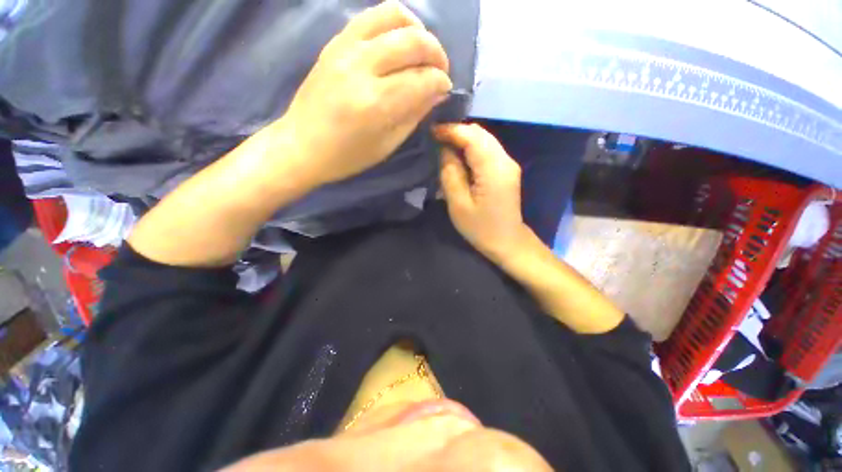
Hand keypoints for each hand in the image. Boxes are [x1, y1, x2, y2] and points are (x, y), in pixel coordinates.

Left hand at [274, 0, 452, 187]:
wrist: (302, 145)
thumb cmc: (348, 156)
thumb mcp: (387, 145)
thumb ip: (414, 115)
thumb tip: (438, 92)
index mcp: (376, 104)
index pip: (422, 80)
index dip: (441, 82)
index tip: (445, 89)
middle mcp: (362, 68)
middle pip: (413, 42)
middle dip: (437, 54)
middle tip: (440, 71)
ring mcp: (345, 49)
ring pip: (394, 16)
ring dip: (418, 31)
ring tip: (422, 52)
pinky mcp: (335, 42)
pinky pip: (371, 16)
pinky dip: (394, 23)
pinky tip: (399, 42)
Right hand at [436, 124, 531, 262]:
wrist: (507, 241)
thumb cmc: (480, 228)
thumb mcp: (458, 204)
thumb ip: (450, 173)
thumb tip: (445, 150)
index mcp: (493, 169)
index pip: (472, 137)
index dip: (451, 130)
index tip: (431, 131)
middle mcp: (505, 160)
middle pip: (480, 134)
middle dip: (457, 132)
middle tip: (436, 139)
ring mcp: (508, 164)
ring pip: (485, 139)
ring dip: (464, 139)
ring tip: (444, 145)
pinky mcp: (507, 169)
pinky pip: (488, 149)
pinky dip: (472, 147)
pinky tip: (460, 156)